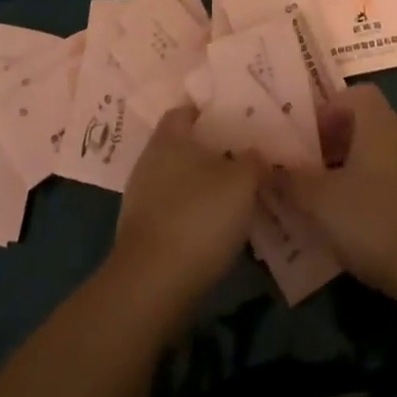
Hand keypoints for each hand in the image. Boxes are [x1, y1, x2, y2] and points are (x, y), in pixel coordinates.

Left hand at [113, 105, 264, 304]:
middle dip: (209, 151)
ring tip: (233, 196)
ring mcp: (140, 198)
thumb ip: (254, 161)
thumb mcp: (242, 182)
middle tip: (241, 157)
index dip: (209, 112)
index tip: (234, 118)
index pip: (186, 110)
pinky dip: (190, 215)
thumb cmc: (198, 217)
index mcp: (169, 137)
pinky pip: (171, 211)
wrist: (151, 287)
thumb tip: (257, 155)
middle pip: (182, 145)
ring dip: (200, 186)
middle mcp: (149, 160)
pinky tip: (213, 229)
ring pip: (177, 180)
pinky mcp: (140, 233)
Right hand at [272, 85, 396, 295]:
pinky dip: (372, 192)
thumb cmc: (373, 219)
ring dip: (351, 169)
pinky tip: (356, 224)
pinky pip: (392, 181)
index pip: (354, 94)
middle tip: (308, 168)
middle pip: (364, 124)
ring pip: (378, 154)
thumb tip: (260, 164)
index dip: (328, 109)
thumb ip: (288, 180)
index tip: (306, 136)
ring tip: (326, 200)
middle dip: (334, 142)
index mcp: (377, 122)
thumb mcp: (320, 201)